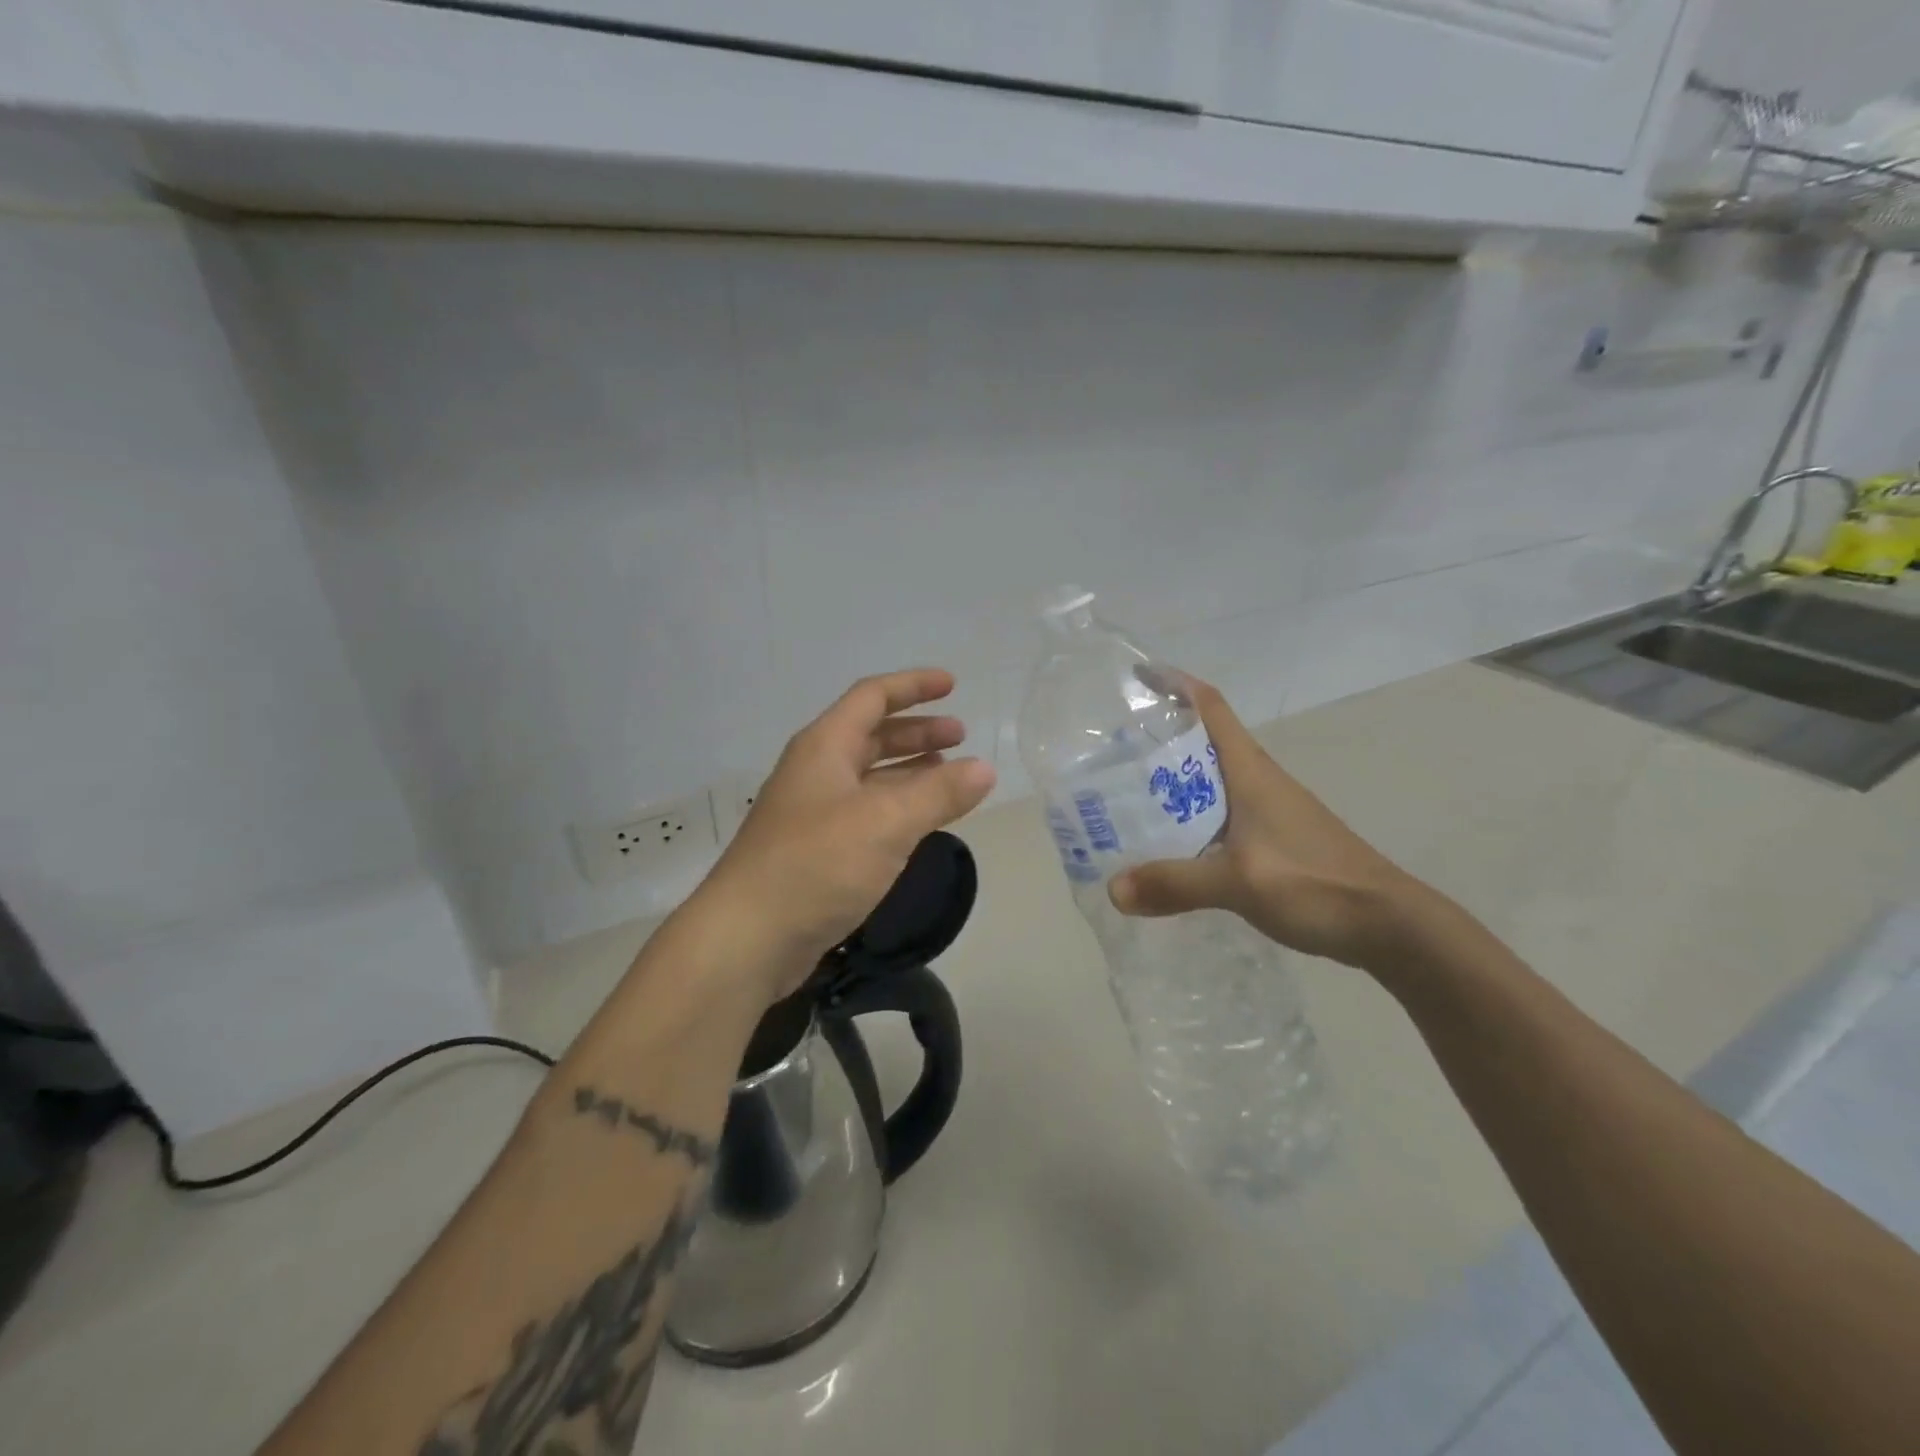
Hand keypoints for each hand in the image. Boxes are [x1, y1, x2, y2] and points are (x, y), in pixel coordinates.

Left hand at [683, 668, 995, 1005]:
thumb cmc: (817, 864)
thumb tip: (985, 768)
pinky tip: (920, 822)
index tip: (952, 685)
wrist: (748, 937)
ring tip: (950, 776)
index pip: (872, 697)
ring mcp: (814, 812)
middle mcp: (817, 771)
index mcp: (825, 746)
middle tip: (961, 737)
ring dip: (910, 770)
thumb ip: (939, 793)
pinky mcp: (816, 850)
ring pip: (870, 776)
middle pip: (872, 734)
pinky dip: (898, 807)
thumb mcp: (887, 822)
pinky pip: (866, 812)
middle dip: (917, 731)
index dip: (913, 686)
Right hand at [1107, 676, 1437, 974]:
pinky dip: (1188, 817)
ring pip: (1209, 781)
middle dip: (1158, 738)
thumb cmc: (1316, 884)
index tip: (1138, 677)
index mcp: (1250, 772)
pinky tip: (1168, 843)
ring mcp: (1268, 810)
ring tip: (1126, 794)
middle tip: (1111, 750)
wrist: (1389, 924)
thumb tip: (1113, 890)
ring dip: (1171, 780)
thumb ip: (1176, 884)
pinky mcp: (1273, 839)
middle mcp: (1257, 781)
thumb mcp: (1239, 883)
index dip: (1175, 685)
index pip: (1211, 707)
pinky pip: (1218, 814)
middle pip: (1203, 742)